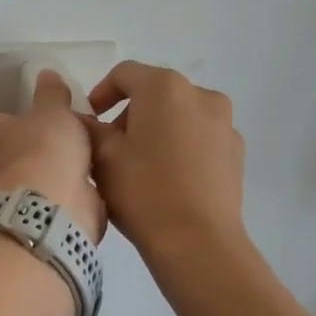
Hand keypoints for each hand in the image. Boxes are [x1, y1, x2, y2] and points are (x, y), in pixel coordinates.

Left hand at [0, 71, 105, 241]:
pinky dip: (65, 198)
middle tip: (72, 144)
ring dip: (54, 177)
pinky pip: (49, 203)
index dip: (26, 122)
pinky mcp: (30, 221)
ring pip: (34, 181)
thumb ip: (52, 94)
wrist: (52, 205)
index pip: (3, 124)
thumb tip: (46, 73)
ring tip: (86, 167)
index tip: (51, 123)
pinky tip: (87, 191)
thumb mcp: (54, 111)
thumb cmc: (45, 148)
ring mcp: (9, 198)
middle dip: (40, 152)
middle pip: (17, 154)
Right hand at [86, 61, 246, 269]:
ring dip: (157, 131)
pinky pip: (200, 139)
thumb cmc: (143, 191)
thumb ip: (87, 128)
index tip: (89, 119)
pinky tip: (168, 181)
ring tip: (140, 167)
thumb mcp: (102, 157)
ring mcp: (224, 124)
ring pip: (180, 117)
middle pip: (155, 94)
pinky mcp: (236, 153)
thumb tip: (80, 118)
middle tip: (110, 148)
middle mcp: (201, 95)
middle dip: (129, 114)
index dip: (101, 93)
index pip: (124, 73)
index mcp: (165, 88)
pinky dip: (180, 148)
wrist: (197, 242)